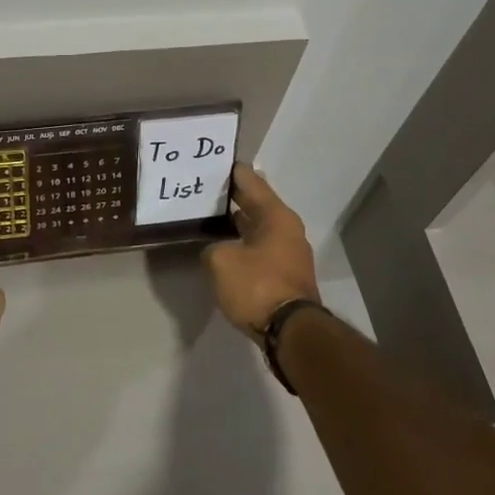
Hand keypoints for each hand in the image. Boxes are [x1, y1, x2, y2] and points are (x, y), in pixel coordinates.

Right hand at [203, 165, 320, 336]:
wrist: (290, 332)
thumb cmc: (257, 286)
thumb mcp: (221, 261)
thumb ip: (213, 248)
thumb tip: (218, 251)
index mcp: (276, 216)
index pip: (251, 182)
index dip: (232, 172)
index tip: (214, 162)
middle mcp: (286, 229)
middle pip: (256, 204)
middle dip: (232, 197)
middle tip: (204, 189)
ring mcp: (288, 253)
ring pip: (257, 228)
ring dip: (237, 223)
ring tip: (208, 216)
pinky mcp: (284, 275)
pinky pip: (259, 249)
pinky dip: (242, 243)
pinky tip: (223, 245)